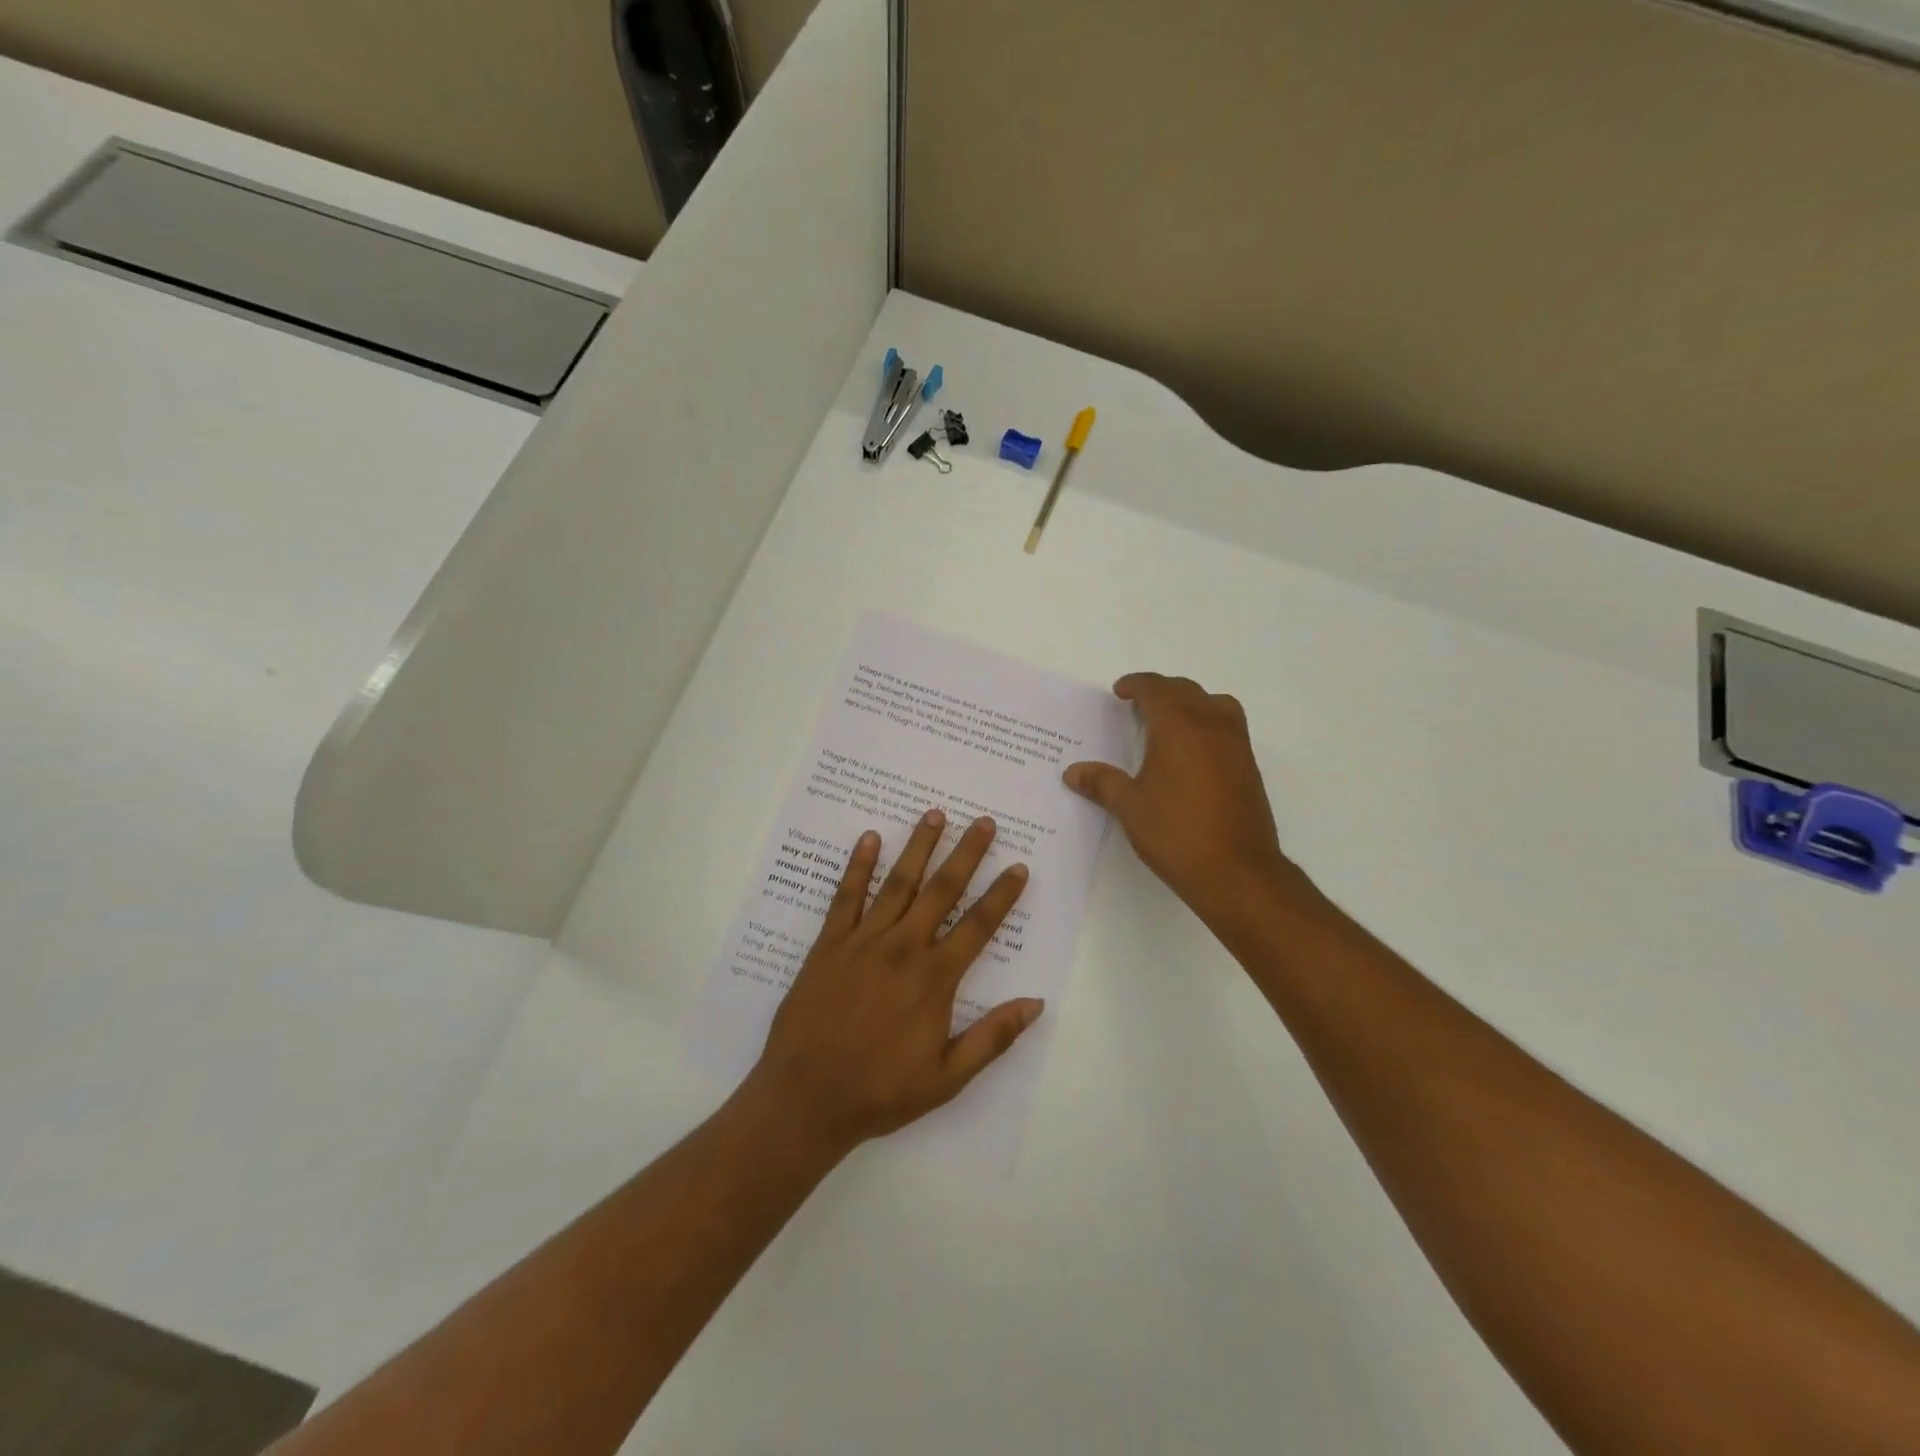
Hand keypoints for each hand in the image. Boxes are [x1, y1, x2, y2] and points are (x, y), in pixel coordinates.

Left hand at [746, 809, 1041, 1154]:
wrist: (806, 1098)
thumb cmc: (881, 1091)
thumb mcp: (948, 1079)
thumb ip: (993, 1038)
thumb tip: (1035, 1003)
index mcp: (934, 978)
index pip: (978, 926)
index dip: (1002, 895)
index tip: (1018, 867)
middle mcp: (903, 948)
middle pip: (942, 890)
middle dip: (966, 854)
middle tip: (983, 822)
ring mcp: (863, 941)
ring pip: (897, 883)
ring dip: (918, 847)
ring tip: (935, 814)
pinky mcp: (829, 944)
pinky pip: (847, 896)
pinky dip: (858, 866)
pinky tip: (869, 839)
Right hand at [1064, 673, 1317, 928]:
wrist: (1237, 871)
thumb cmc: (1176, 833)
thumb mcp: (1129, 807)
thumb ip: (1101, 783)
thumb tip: (1073, 772)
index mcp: (1178, 727)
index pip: (1156, 690)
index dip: (1136, 685)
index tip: (1120, 691)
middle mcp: (1211, 726)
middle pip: (1187, 691)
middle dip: (1161, 690)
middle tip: (1138, 704)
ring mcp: (1236, 746)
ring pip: (1215, 704)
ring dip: (1191, 702)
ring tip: (1171, 721)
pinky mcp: (1249, 767)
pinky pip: (1228, 727)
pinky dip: (1209, 723)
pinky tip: (1193, 753)